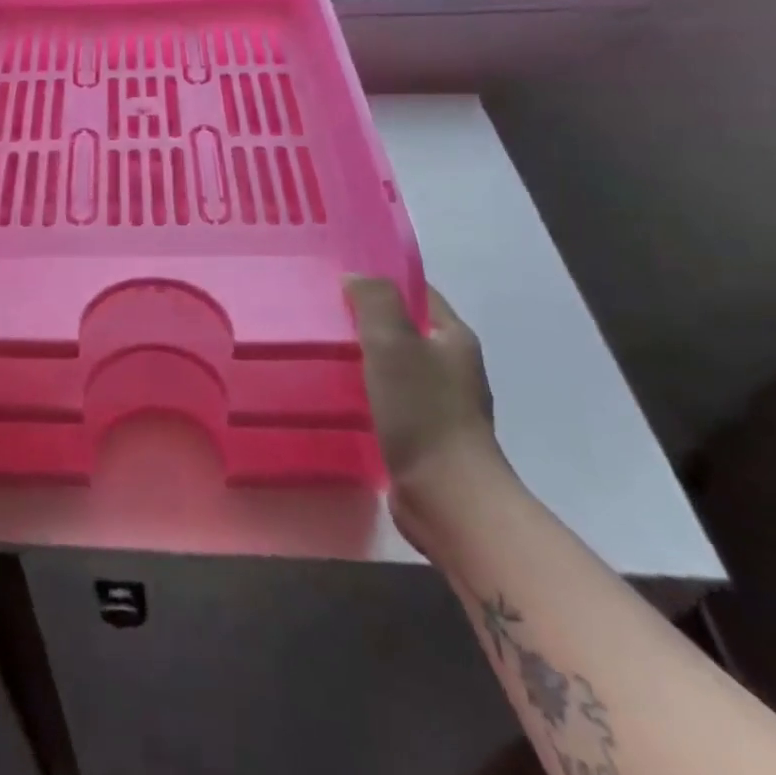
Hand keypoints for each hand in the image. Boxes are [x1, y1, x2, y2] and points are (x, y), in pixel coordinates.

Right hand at [345, 277, 511, 551]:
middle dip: (367, 321)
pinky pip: (389, 401)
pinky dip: (366, 393)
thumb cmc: (422, 411)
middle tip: (321, 315)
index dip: (383, 281)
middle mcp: (453, 367)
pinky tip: (337, 396)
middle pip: (405, 330)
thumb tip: (355, 277)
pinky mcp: (423, 437)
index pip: (419, 294)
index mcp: (454, 338)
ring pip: (394, 367)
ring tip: (321, 353)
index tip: (339, 279)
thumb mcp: (393, 342)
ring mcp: (440, 405)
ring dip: (364, 359)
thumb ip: (375, 301)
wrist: (448, 497)